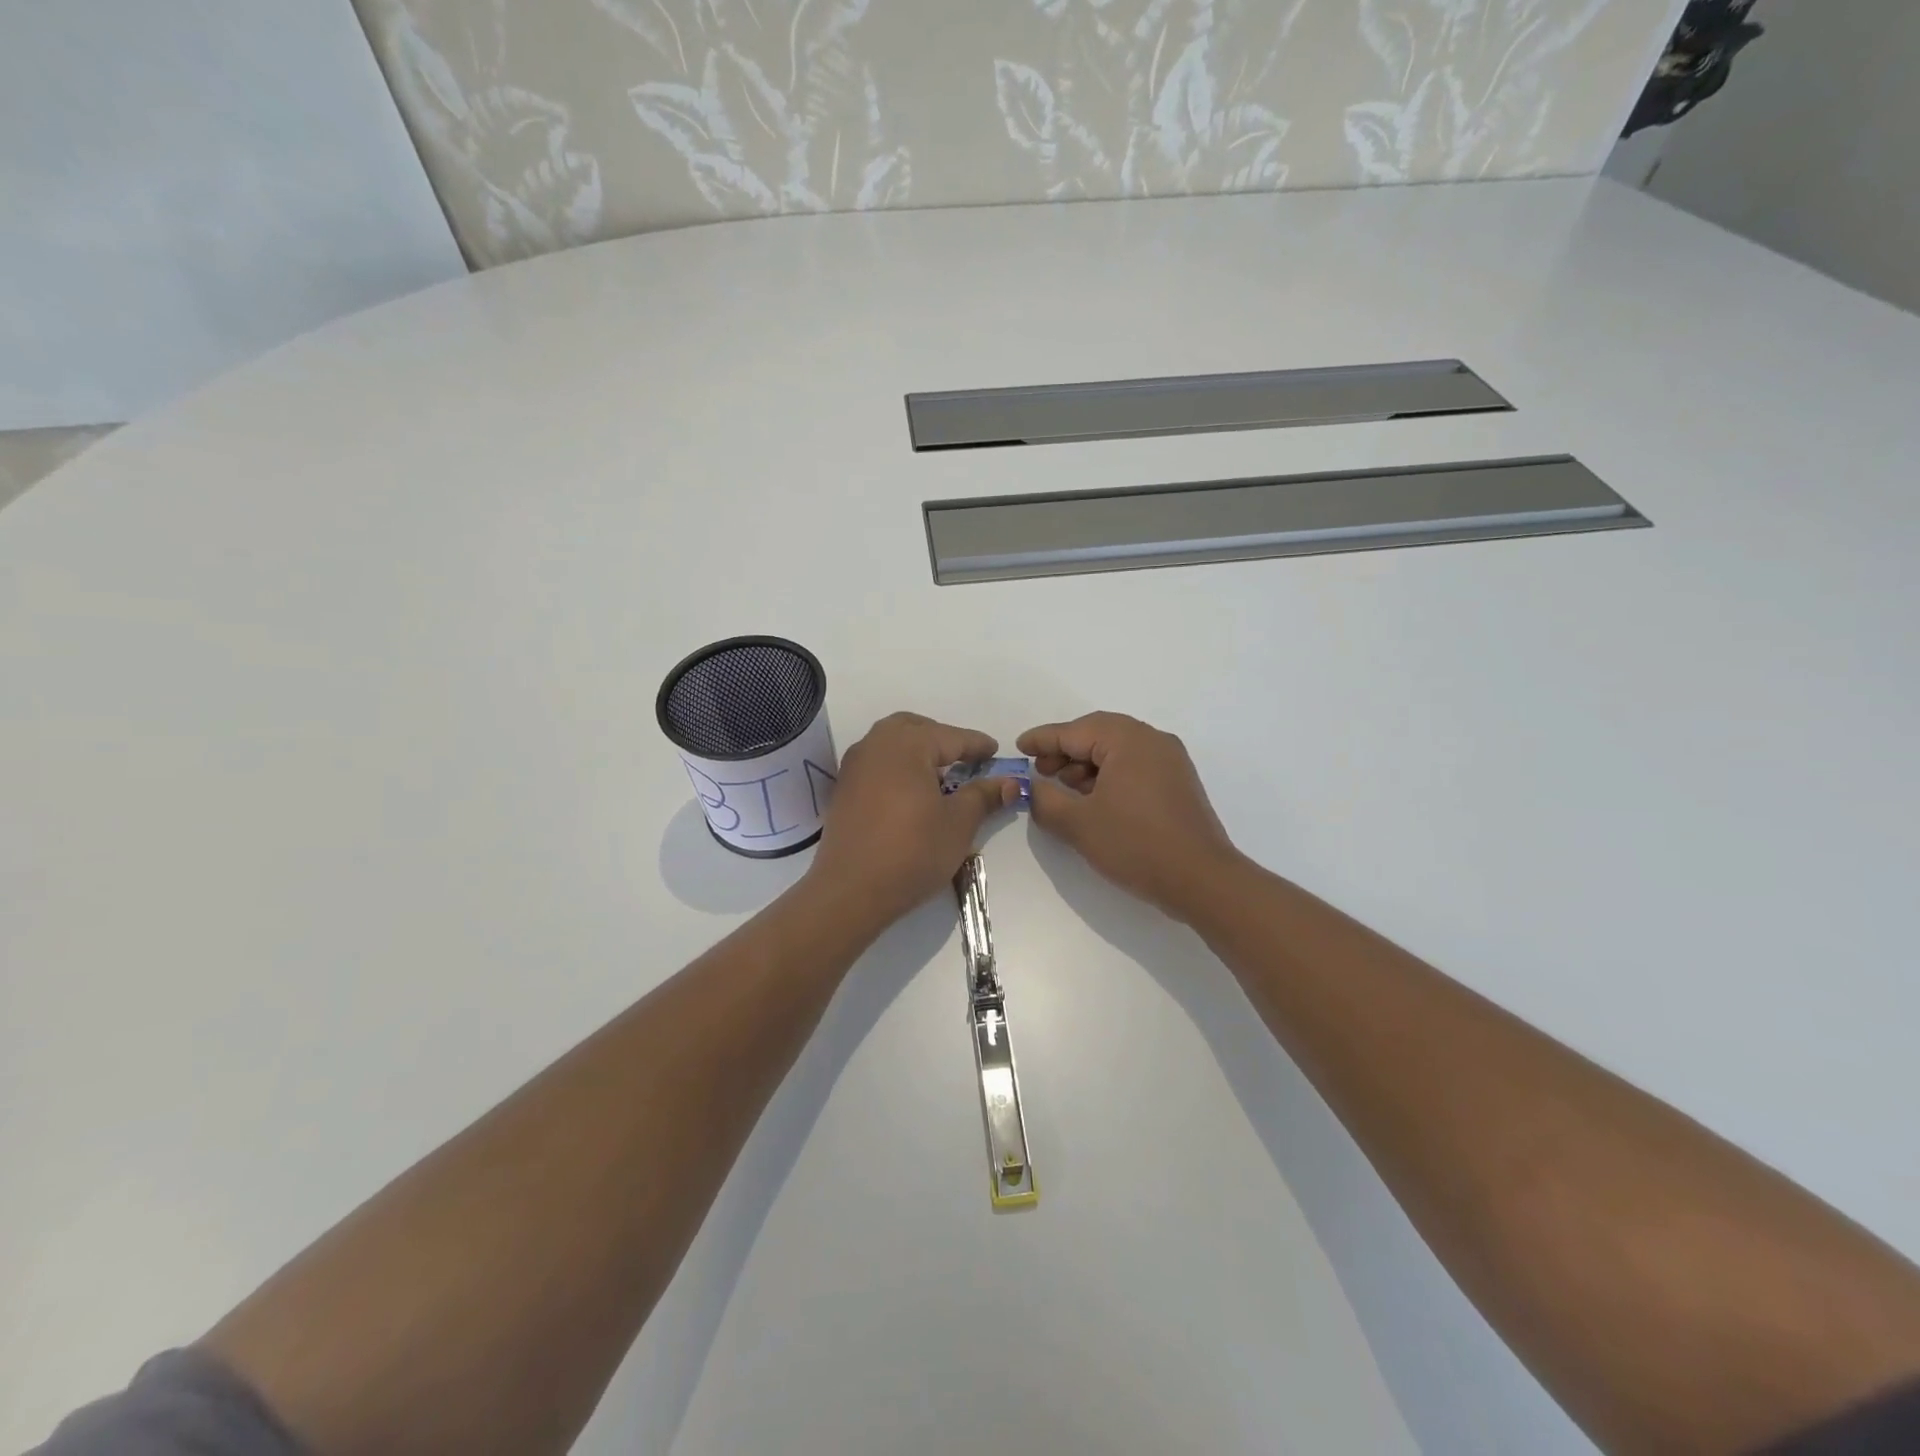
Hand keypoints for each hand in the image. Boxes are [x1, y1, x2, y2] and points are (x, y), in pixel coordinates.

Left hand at [808, 712, 1019, 925]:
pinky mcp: (844, 789)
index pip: (951, 737)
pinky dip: (897, 767)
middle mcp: (876, 744)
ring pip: (891, 743)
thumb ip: (983, 796)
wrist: (850, 891)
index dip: (977, 746)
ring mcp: (854, 766)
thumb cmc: (912, 851)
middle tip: (965, 760)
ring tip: (940, 776)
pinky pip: (876, 763)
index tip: (996, 752)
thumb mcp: (958, 823)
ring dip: (917, 751)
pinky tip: (911, 793)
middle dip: (942, 739)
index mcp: (907, 744)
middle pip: (915, 728)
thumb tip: (1009, 782)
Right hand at [1018, 712, 1241, 918]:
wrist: (1201, 880)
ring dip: (1087, 764)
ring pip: (1117, 750)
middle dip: (1065, 750)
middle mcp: (1152, 741)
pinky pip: (1135, 765)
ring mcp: (1170, 761)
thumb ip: (1045, 800)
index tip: (1019, 747)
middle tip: (1040, 771)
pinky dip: (1109, 775)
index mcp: (1128, 740)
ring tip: (1065, 789)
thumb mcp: (1078, 824)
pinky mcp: (1178, 783)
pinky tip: (1094, 800)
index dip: (1043, 740)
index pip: (1074, 731)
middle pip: (1098, 733)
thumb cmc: (1135, 845)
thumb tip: (1030, 788)